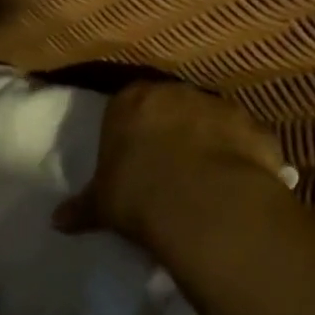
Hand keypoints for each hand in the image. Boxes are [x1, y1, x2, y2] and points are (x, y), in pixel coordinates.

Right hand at [54, 81, 290, 245]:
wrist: (207, 207)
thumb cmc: (139, 195)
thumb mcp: (103, 204)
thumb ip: (82, 207)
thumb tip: (57, 222)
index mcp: (130, 100)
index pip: (124, 104)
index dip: (128, 129)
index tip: (130, 154)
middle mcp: (175, 92)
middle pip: (169, 105)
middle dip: (168, 128)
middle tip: (165, 165)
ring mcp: (220, 106)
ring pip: (209, 119)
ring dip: (206, 139)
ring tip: (203, 177)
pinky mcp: (257, 128)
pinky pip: (244, 140)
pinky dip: (240, 156)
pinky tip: (234, 184)